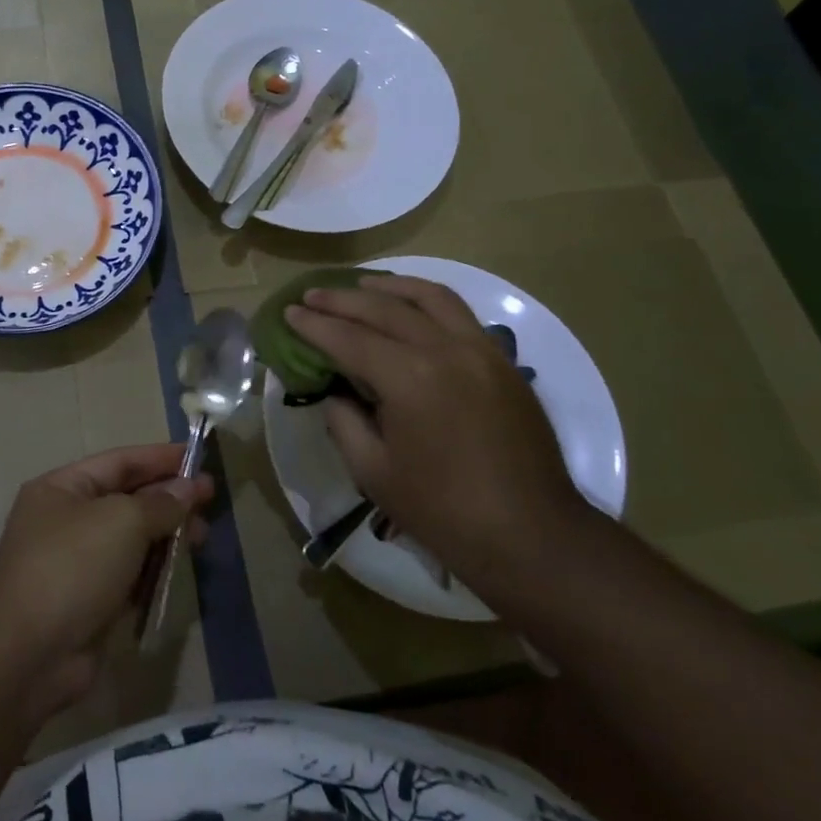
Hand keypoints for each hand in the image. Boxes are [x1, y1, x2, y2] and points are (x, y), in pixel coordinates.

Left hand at [0, 445, 212, 725]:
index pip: (119, 462)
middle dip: (168, 498)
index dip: (160, 458)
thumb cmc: (72, 566)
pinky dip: (154, 571)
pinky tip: (180, 571)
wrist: (27, 654)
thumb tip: (188, 489)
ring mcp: (77, 564)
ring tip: (202, 537)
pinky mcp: (90, 603)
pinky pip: (129, 576)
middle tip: (211, 500)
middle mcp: (67, 520)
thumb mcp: (122, 520)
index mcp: (62, 488)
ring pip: (131, 540)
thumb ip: (160, 503)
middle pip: (127, 499)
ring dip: (166, 536)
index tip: (200, 459)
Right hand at [285, 276, 583, 590]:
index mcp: (408, 378)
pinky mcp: (503, 362)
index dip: (314, 326)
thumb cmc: (443, 511)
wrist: (532, 535)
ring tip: (361, 285)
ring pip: (430, 297)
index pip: (349, 338)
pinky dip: (428, 300)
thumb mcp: (374, 472)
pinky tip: (411, 307)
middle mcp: (444, 350)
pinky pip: (460, 314)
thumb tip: (336, 394)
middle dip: (341, 300)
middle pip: (384, 309)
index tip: (289, 313)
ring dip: (389, 286)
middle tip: (311, 296)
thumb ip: (344, 423)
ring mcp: (480, 350)